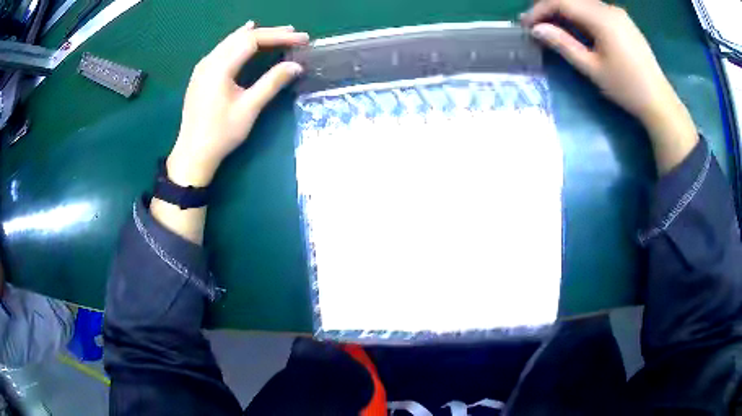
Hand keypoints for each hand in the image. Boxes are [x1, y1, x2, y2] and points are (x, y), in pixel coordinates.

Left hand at [167, 22, 308, 186]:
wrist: (193, 154)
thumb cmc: (221, 134)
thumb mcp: (249, 108)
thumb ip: (272, 82)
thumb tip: (296, 65)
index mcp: (220, 67)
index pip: (252, 41)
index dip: (278, 37)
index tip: (301, 39)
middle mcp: (209, 61)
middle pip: (241, 37)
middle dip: (269, 33)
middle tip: (294, 33)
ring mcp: (203, 67)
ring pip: (231, 41)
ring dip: (255, 35)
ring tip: (277, 32)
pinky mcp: (201, 75)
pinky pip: (223, 49)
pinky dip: (239, 41)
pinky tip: (245, 36)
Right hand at [521, 0, 697, 172]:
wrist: (659, 100)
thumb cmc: (626, 88)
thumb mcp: (592, 68)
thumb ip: (563, 44)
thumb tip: (537, 29)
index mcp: (601, 18)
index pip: (561, 2)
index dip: (539, 10)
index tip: (526, 25)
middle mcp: (608, 8)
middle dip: (549, 8)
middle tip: (535, 24)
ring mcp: (618, 13)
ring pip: (582, 2)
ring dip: (564, 10)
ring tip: (552, 26)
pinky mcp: (623, 20)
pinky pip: (595, 9)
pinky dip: (579, 14)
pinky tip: (575, 27)